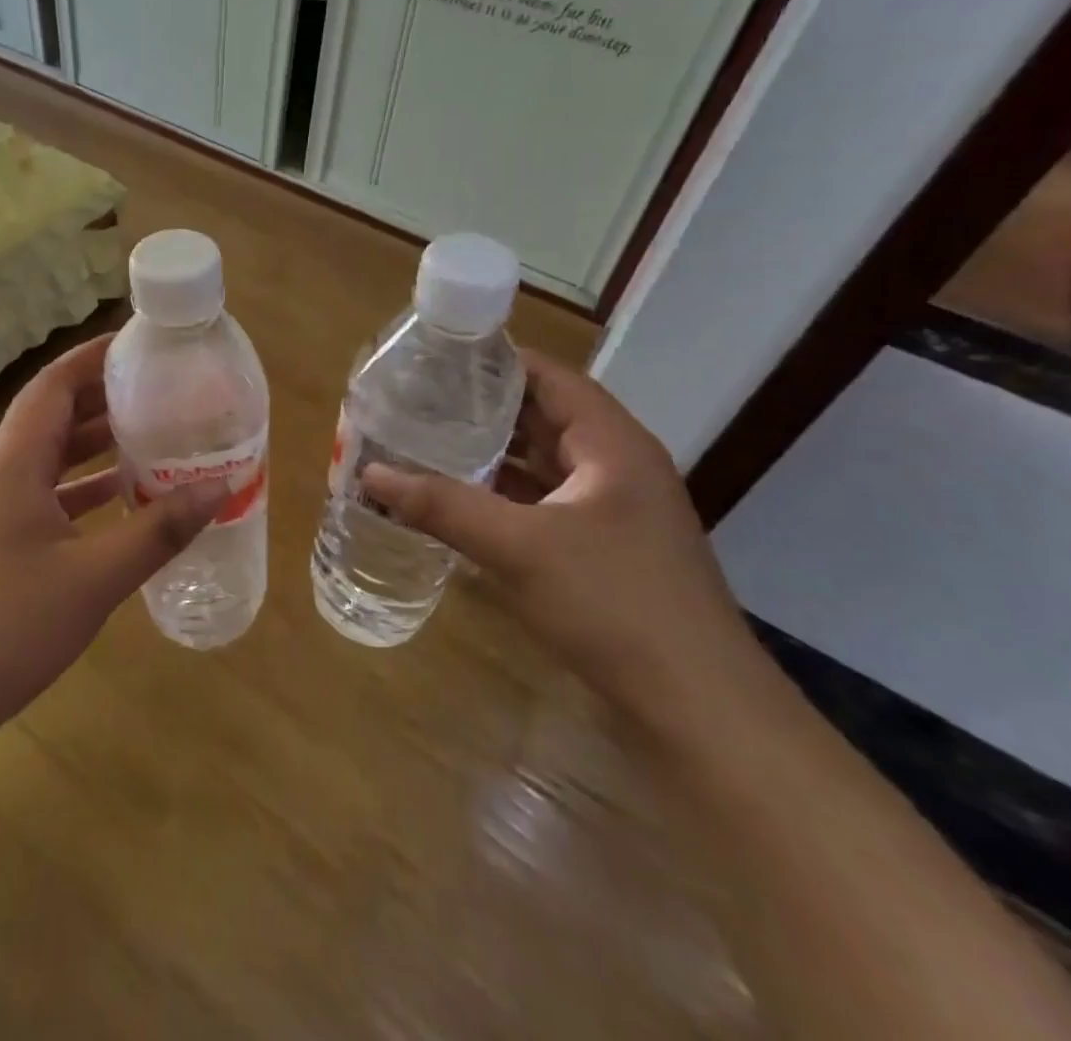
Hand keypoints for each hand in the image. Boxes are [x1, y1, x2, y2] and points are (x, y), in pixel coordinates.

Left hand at [0, 334, 226, 772]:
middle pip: (50, 416)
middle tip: (159, 391)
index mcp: (10, 462)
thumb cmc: (3, 628)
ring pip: (43, 457)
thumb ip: (159, 531)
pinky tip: (112, 501)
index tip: (142, 346)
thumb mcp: (94, 580)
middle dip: (103, 398)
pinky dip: (75, 487)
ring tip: (147, 437)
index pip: (54, 384)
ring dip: (91, 445)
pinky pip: (35, 493)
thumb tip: (219, 487)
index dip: (95, 356)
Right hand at [361, 351, 766, 738]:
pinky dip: (500, 496)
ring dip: (488, 454)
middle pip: (541, 417)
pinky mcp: (601, 550)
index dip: (494, 361)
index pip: (548, 377)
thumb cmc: (614, 605)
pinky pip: (541, 504)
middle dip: (480, 409)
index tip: (434, 358)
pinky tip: (456, 501)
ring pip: (539, 463)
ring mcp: (610, 511)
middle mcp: (615, 466)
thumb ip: (443, 505)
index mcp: (611, 444)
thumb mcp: (519, 548)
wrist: (699, 711)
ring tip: (424, 441)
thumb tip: (370, 473)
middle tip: (415, 400)